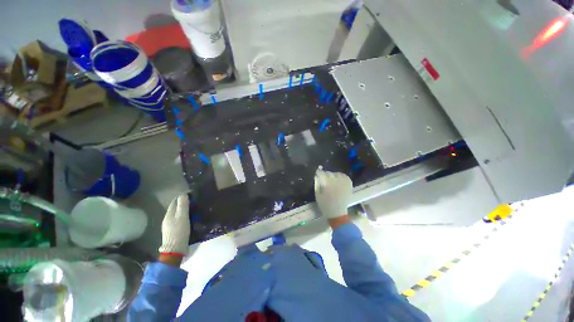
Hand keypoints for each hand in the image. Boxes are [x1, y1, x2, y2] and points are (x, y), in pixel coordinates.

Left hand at [158, 194, 190, 256]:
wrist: (175, 249)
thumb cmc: (179, 231)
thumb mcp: (183, 216)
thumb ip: (183, 205)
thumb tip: (183, 194)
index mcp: (169, 214)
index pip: (174, 201)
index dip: (182, 197)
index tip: (191, 194)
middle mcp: (167, 219)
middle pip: (174, 208)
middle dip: (182, 203)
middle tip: (194, 201)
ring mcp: (168, 226)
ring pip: (176, 214)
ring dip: (183, 210)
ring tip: (193, 209)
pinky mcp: (172, 231)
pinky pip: (177, 220)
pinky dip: (183, 217)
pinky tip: (188, 219)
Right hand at [314, 169, 352, 219]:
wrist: (337, 213)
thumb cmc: (325, 205)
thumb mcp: (317, 195)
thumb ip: (317, 184)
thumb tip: (317, 176)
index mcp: (327, 184)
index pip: (322, 173)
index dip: (318, 172)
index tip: (317, 173)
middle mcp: (336, 181)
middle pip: (329, 173)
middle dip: (325, 174)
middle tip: (323, 178)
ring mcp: (343, 183)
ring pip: (337, 173)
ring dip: (333, 175)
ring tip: (331, 179)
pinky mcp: (349, 185)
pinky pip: (344, 176)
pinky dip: (340, 176)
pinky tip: (338, 179)